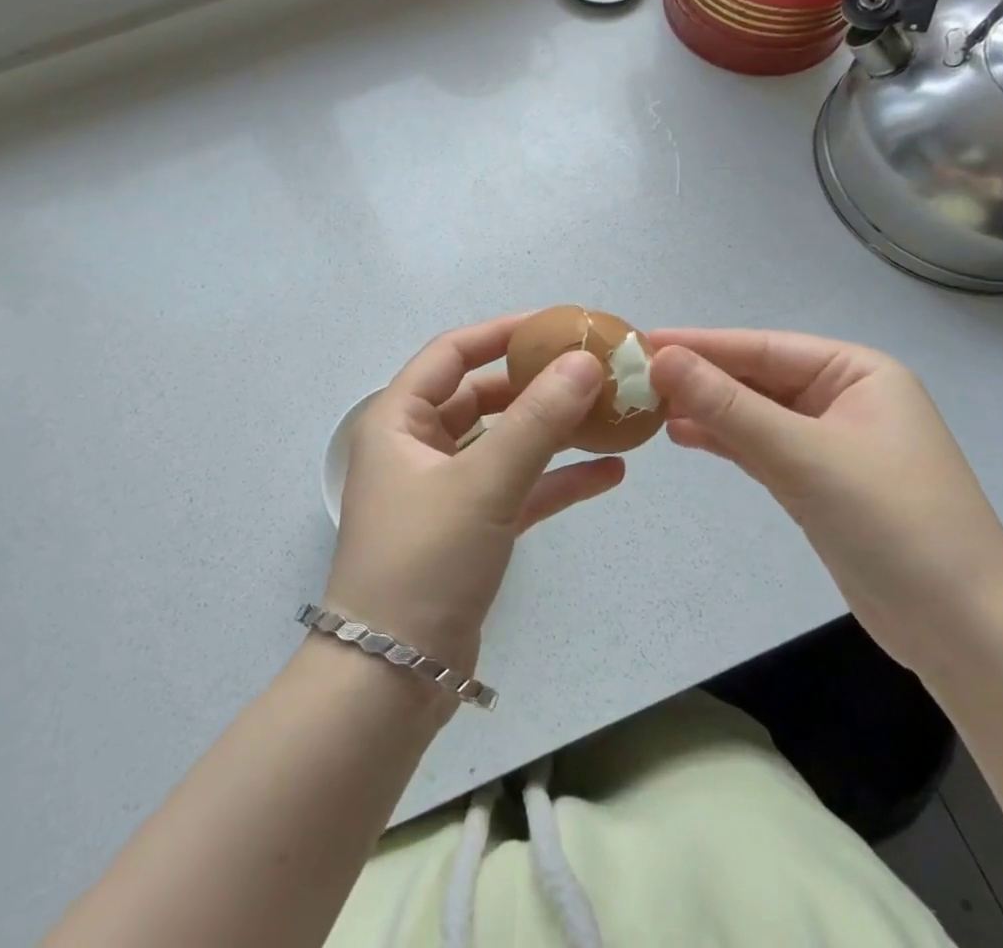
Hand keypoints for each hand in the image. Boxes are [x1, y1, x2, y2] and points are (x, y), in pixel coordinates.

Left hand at [326, 317, 626, 684]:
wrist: (393, 678)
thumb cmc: (425, 560)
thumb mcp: (483, 483)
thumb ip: (537, 421)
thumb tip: (587, 362)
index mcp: (399, 419)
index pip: (452, 353)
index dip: (502, 333)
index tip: (556, 324)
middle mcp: (418, 445)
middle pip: (482, 396)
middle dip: (535, 383)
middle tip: (593, 370)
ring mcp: (445, 488)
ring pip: (504, 442)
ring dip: (552, 430)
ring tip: (609, 415)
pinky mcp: (470, 528)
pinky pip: (517, 488)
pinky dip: (556, 479)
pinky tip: (610, 473)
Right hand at [649, 329, 1002, 673]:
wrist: (964, 633)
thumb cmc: (894, 525)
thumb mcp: (804, 456)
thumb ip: (729, 407)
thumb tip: (662, 358)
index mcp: (857, 372)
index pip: (764, 348)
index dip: (701, 344)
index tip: (643, 341)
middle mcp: (845, 397)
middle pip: (757, 378)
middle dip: (701, 379)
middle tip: (636, 377)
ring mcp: (832, 441)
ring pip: (756, 413)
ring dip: (708, 410)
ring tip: (650, 407)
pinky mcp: (820, 481)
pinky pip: (763, 447)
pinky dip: (726, 441)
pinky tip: (684, 436)